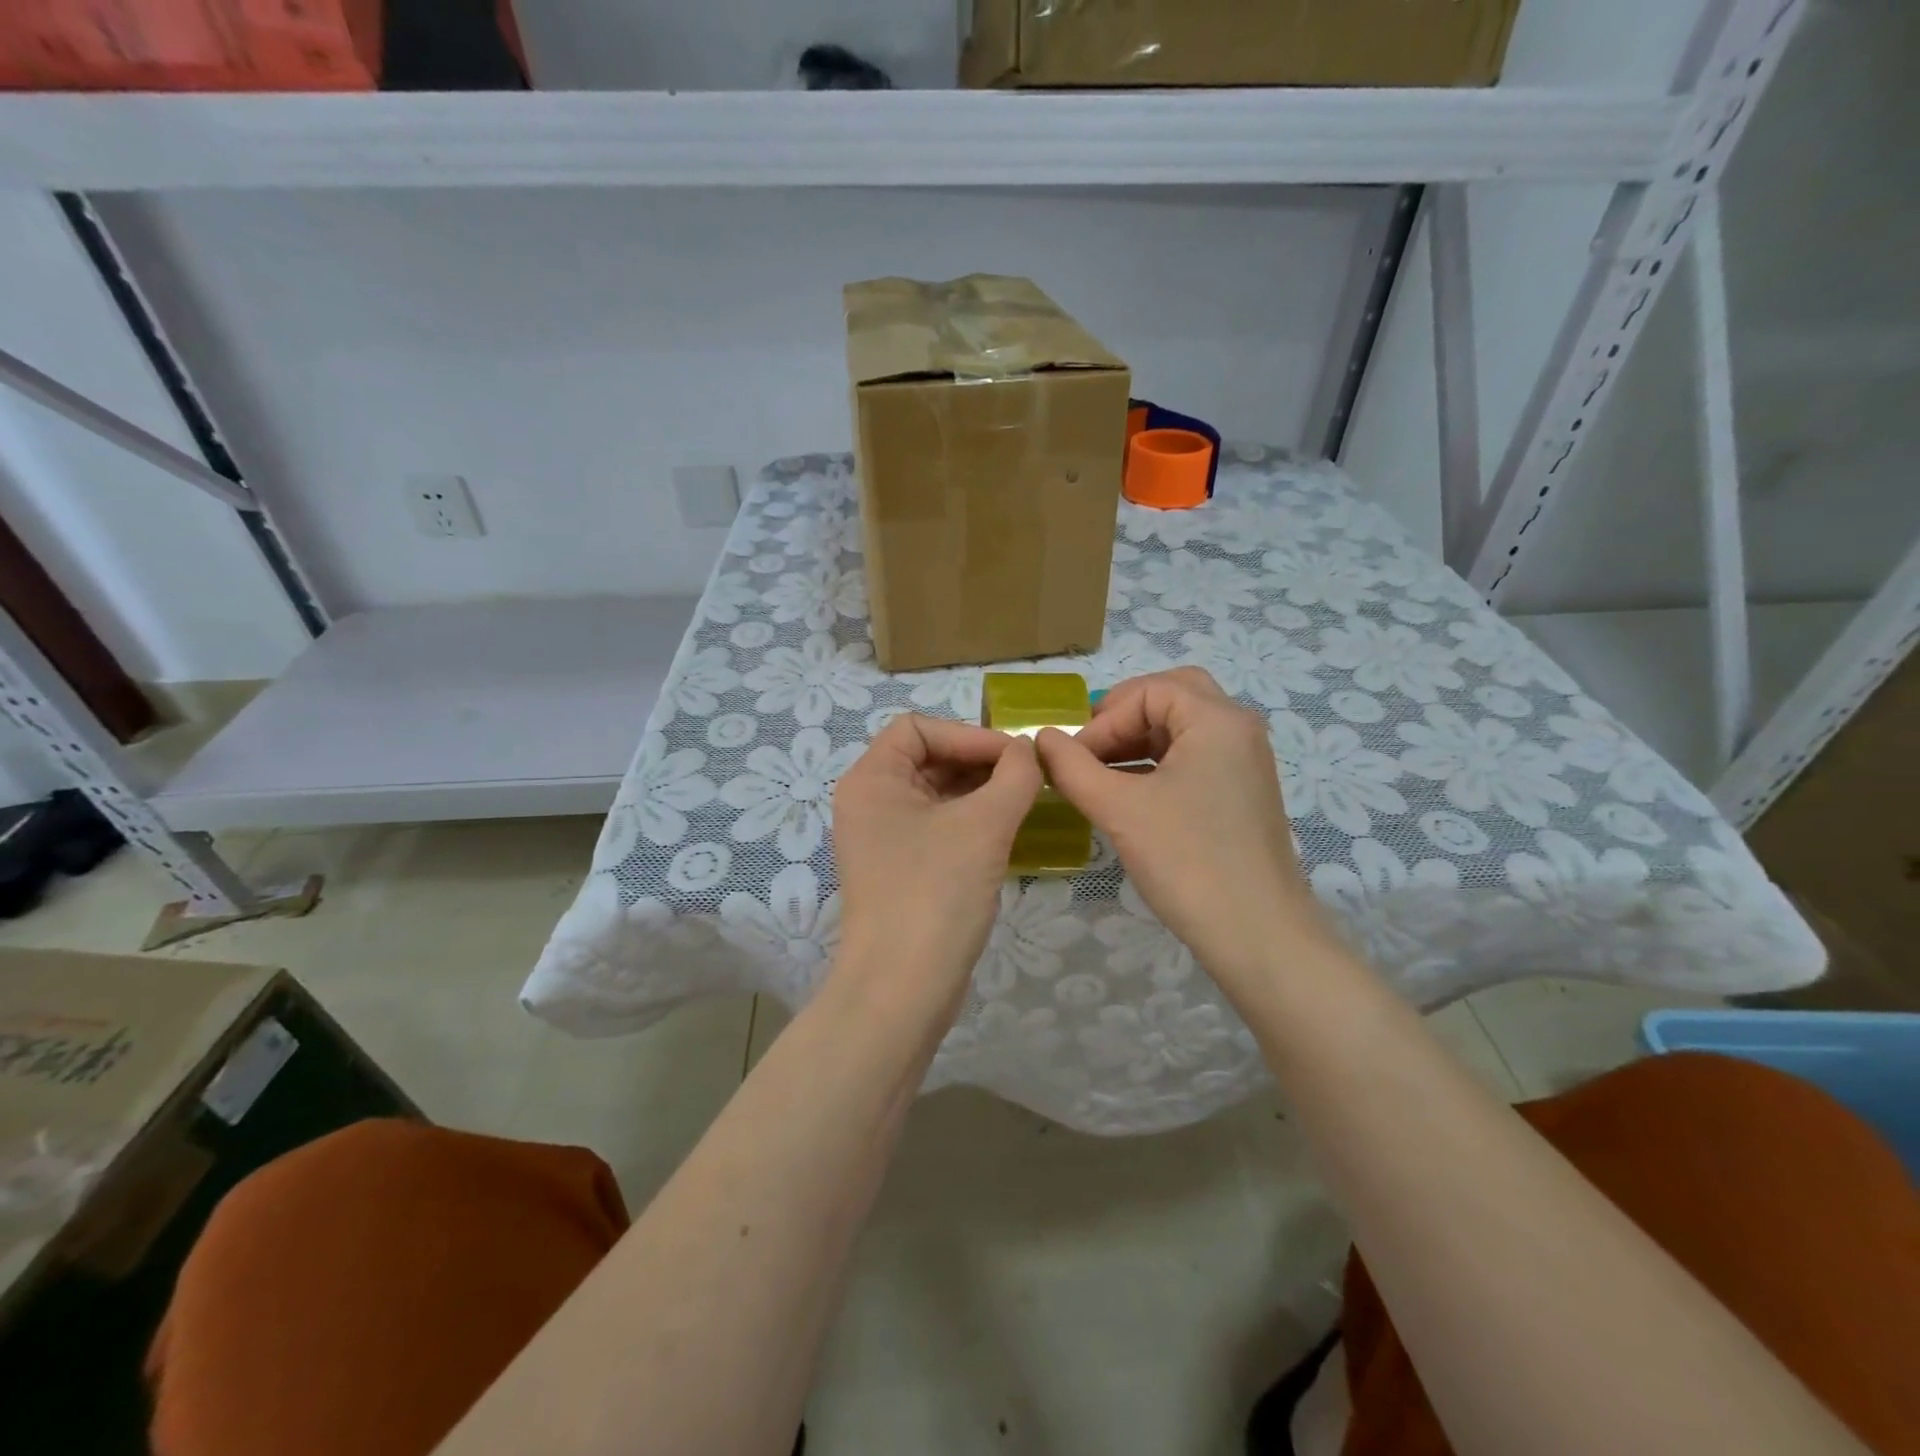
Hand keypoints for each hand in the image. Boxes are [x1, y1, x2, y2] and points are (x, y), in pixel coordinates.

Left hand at [831, 715, 1041, 1009]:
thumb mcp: (984, 826)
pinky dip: (973, 822)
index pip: (918, 727)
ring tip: (1027, 801)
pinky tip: (1008, 832)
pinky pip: (940, 828)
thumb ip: (1015, 776)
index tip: (1015, 757)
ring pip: (937, 795)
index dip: (968, 734)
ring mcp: (884, 839)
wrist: (902, 990)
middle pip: (928, 759)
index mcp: (872, 779)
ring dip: (981, 792)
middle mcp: (870, 802)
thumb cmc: (935, 893)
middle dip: (980, 763)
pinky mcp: (901, 870)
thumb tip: (1029, 751)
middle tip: (1030, 778)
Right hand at [1035, 668, 1341, 999]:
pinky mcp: (1242, 794)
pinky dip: (1158, 764)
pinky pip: (1195, 758)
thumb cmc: (1187, 859)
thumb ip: (1072, 767)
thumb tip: (1042, 739)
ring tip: (1099, 774)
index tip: (1073, 759)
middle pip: (1173, 697)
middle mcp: (1238, 730)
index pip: (1148, 691)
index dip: (1103, 719)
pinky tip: (1129, 795)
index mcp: (1217, 720)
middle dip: (1125, 717)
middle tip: (1091, 747)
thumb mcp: (1119, 808)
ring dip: (1139, 741)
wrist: (1256, 933)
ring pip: (1184, 728)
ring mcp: (1245, 763)